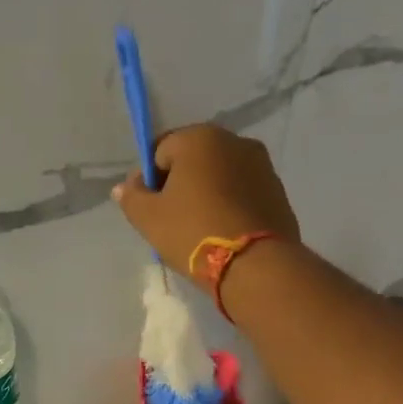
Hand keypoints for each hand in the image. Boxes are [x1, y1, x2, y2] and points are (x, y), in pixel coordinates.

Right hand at [112, 124, 300, 290]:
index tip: (149, 209)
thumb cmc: (193, 233)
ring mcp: (261, 165)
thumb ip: (132, 198)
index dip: (150, 180)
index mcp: (199, 138)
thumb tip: (125, 186)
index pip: (160, 151)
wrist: (255, 265)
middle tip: (173, 221)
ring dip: (207, 194)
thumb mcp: (149, 219)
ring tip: (200, 230)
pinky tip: (223, 233)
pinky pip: (242, 193)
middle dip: (180, 185)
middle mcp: (234, 141)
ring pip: (220, 176)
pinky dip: (230, 206)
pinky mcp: (277, 191)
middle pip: (193, 160)